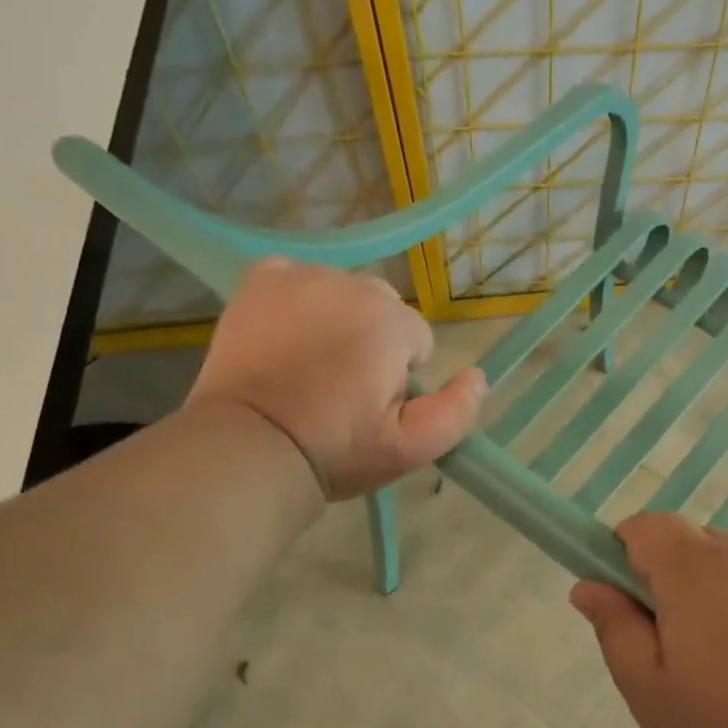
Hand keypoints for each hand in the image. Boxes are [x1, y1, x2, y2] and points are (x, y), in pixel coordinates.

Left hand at [187, 258, 486, 498]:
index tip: (372, 407)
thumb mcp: (411, 448)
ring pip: (341, 293)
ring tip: (311, 367)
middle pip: (381, 310)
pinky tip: (287, 334)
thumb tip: (477, 376)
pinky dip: (298, 299)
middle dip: (372, 342)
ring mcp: (300, 278)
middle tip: (342, 389)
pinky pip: (297, 277)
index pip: (417, 339)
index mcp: (389, 320)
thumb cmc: (335, 450)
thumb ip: (457, 411)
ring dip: (337, 321)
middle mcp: (348, 284)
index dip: (400, 377)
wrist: (249, 447)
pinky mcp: (259, 282)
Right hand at [570, 513, 727, 727]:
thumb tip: (589, 586)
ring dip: (723, 602)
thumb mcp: (650, 693)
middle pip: (695, 546)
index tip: (631, 609)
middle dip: (676, 585)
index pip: (647, 526)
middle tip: (682, 657)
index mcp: (698, 568)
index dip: (626, 557)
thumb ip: (615, 628)